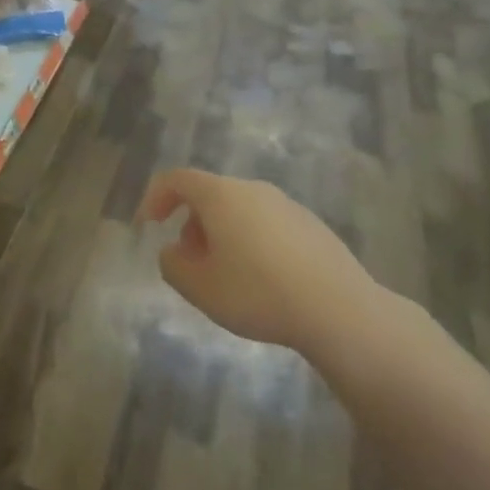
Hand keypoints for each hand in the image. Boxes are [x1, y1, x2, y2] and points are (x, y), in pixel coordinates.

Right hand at [140, 169, 379, 354]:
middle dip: (191, 224)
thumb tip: (174, 252)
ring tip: (227, 277)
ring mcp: (286, 205)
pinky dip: (252, 243)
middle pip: (210, 195)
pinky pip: (267, 225)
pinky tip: (264, 282)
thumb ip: (172, 265)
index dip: (155, 197)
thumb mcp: (199, 288)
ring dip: (222, 235)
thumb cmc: (258, 293)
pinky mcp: (312, 226)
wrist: (340, 311)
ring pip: (240, 211)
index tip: (148, 226)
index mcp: (221, 195)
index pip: (176, 179)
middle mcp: (253, 189)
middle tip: (190, 263)